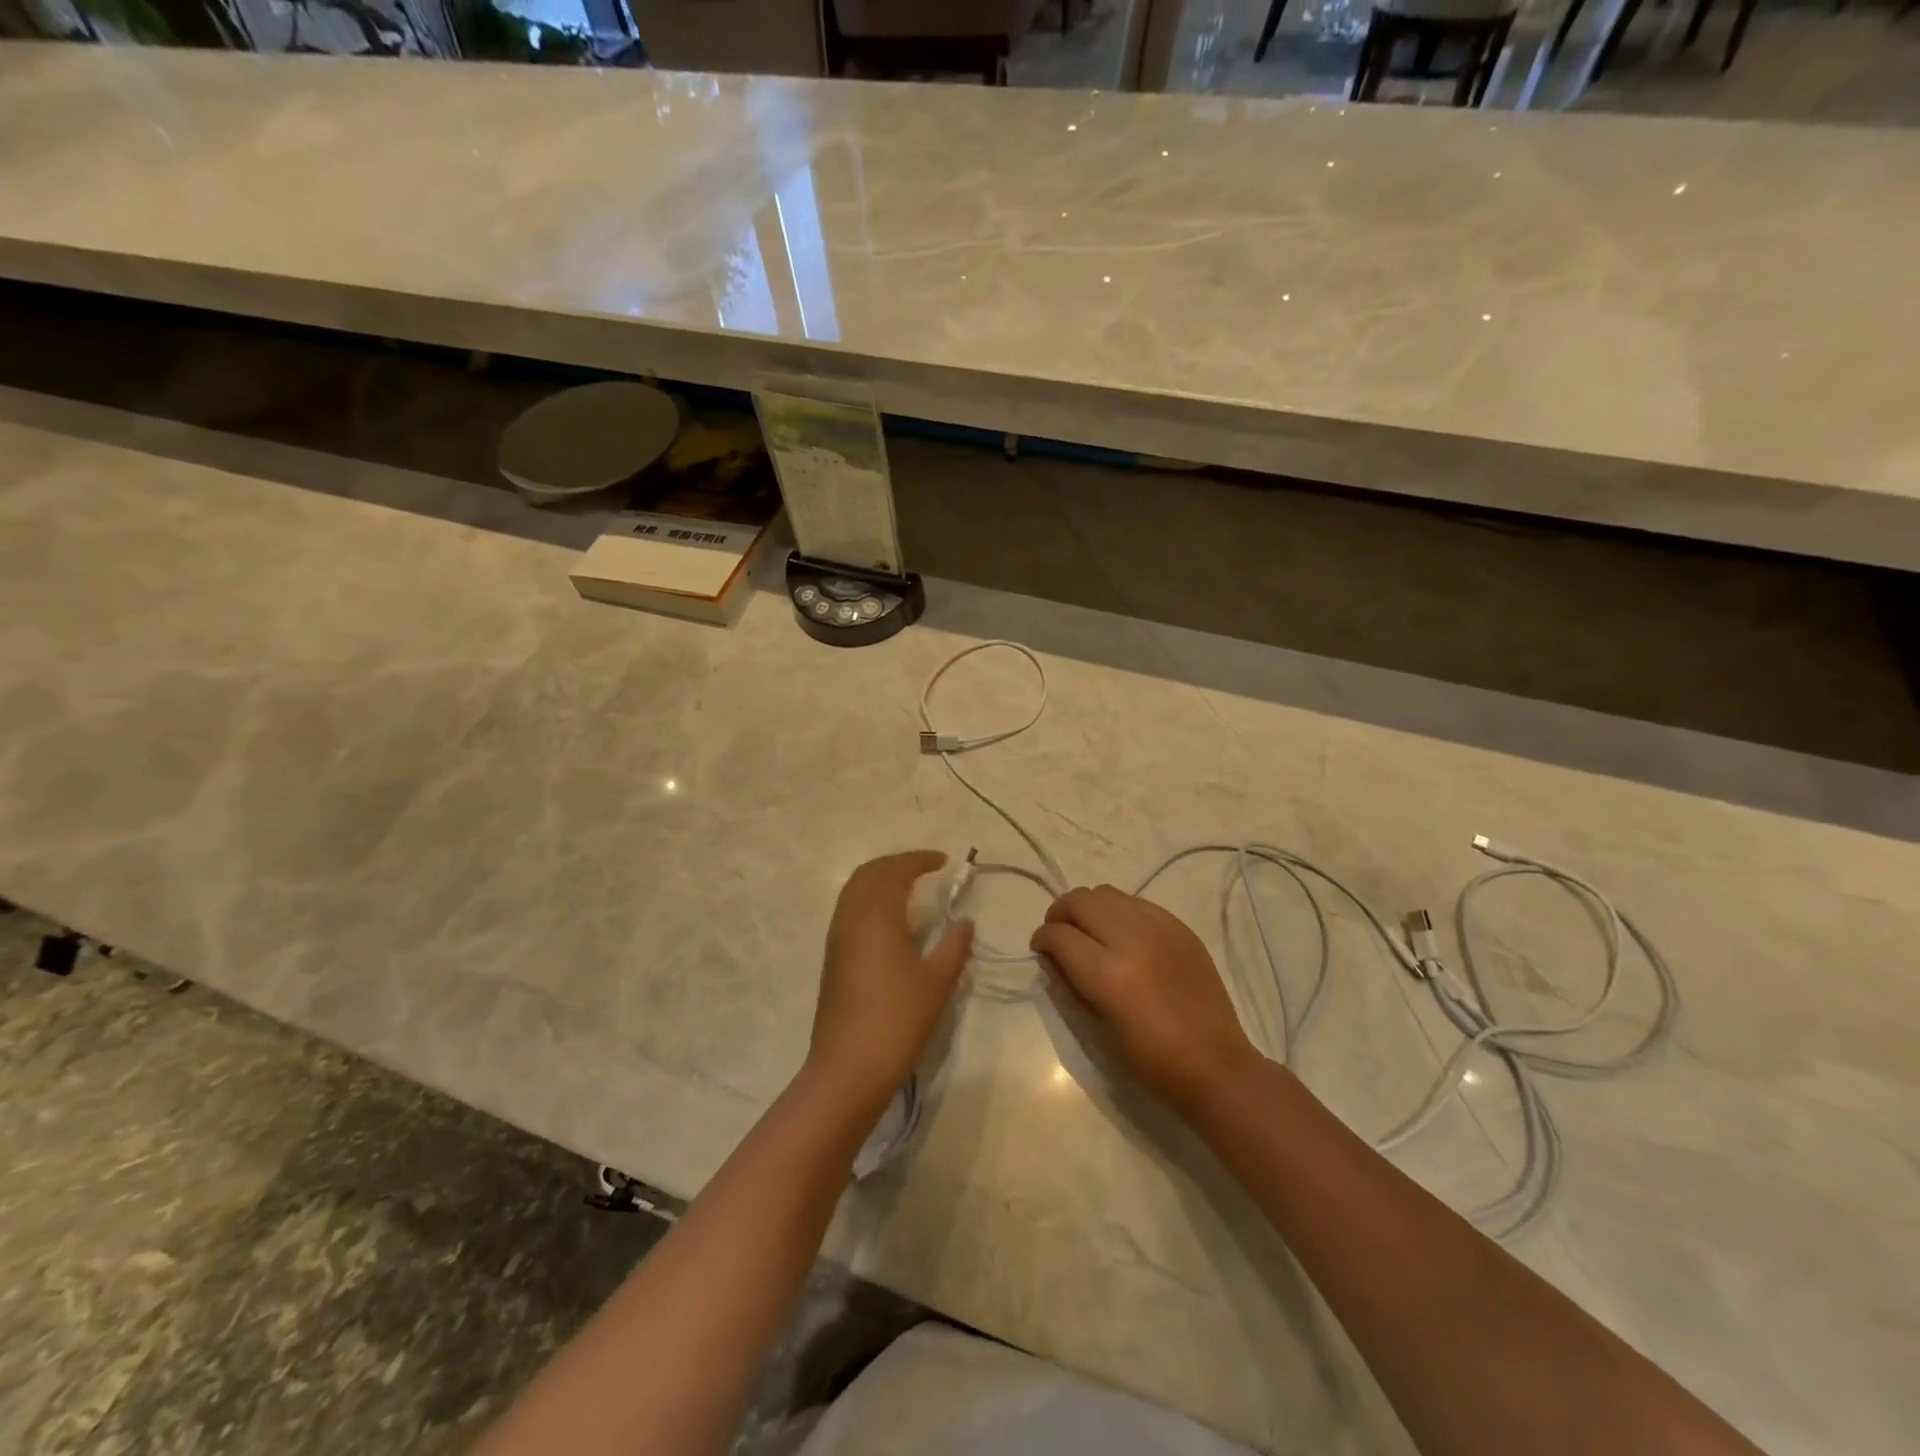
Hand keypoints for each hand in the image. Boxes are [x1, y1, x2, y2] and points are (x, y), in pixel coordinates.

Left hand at [805, 851, 973, 1118]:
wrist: (848, 1066)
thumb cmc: (898, 1019)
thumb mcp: (937, 982)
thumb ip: (954, 945)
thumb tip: (964, 921)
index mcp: (877, 915)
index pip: (895, 871)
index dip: (919, 860)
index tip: (943, 861)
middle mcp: (852, 917)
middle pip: (868, 873)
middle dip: (895, 864)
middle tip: (924, 868)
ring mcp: (837, 937)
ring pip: (854, 890)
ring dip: (879, 880)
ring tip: (908, 888)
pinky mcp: (832, 956)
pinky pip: (849, 909)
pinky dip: (869, 899)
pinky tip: (889, 920)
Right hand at [1031, 885, 1258, 1115]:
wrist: (1214, 1064)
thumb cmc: (1149, 1059)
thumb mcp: (1096, 1029)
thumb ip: (1068, 984)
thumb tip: (1051, 957)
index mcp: (1107, 974)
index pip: (1059, 935)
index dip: (1042, 939)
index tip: (1040, 949)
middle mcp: (1131, 939)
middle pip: (1080, 901)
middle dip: (1060, 913)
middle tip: (1060, 933)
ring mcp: (1159, 928)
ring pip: (1107, 893)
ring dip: (1089, 908)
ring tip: (1090, 930)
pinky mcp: (1179, 926)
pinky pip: (1137, 902)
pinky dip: (1120, 911)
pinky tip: (1123, 934)